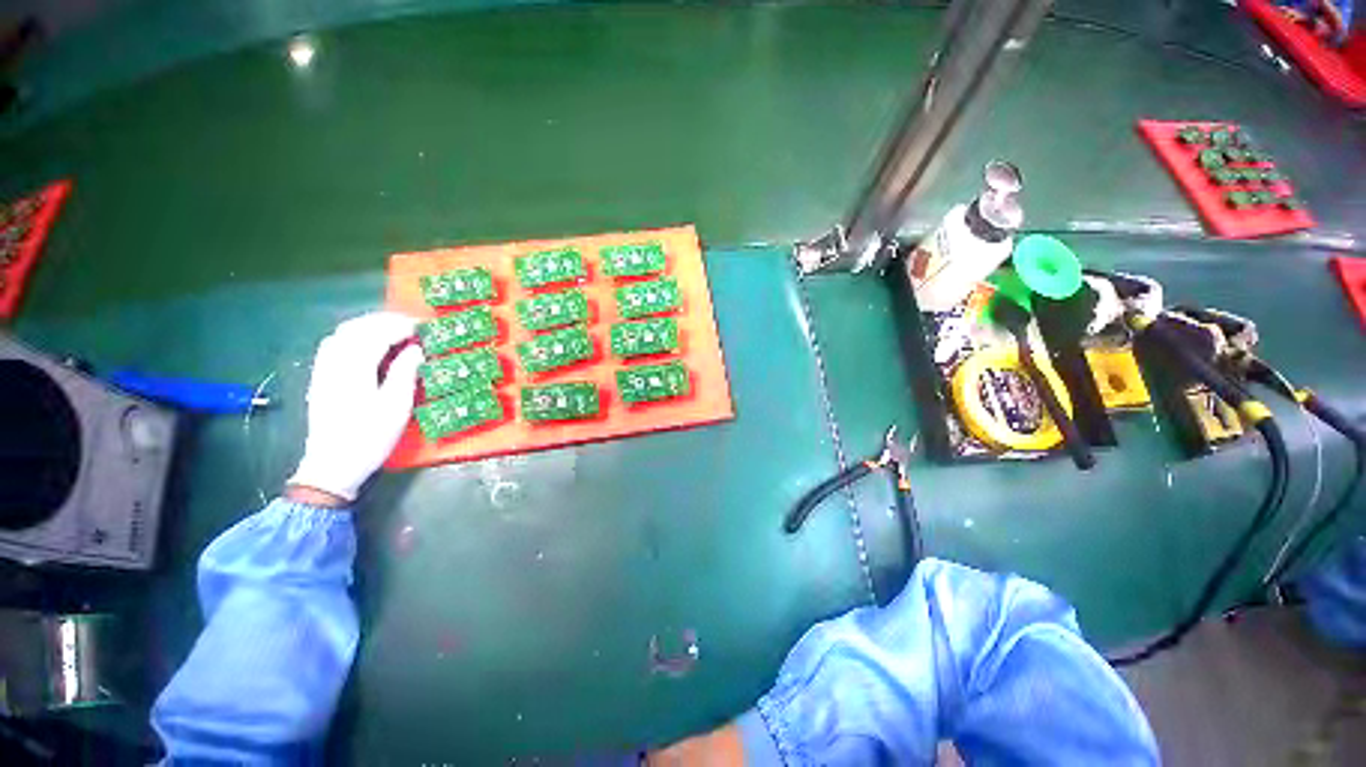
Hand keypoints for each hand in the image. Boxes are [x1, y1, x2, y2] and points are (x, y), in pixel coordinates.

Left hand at [287, 312, 424, 502]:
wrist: (332, 465)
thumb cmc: (370, 437)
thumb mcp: (396, 406)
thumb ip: (405, 372)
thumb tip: (417, 348)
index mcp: (354, 368)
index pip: (377, 334)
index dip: (402, 326)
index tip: (424, 326)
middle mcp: (334, 362)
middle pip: (357, 328)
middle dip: (385, 321)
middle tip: (412, 326)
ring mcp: (323, 369)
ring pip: (343, 333)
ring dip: (369, 326)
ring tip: (394, 331)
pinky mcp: (320, 377)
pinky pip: (334, 344)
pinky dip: (354, 336)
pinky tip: (368, 344)